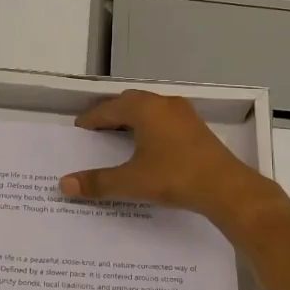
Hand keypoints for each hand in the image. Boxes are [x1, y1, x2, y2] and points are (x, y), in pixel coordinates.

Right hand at [59, 90, 283, 229]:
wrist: (225, 187)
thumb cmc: (174, 177)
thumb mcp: (131, 182)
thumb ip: (97, 182)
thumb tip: (64, 184)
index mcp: (144, 108)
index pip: (108, 109)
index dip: (91, 120)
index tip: (79, 129)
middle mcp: (163, 103)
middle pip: (129, 102)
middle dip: (111, 114)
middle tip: (96, 131)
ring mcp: (183, 113)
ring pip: (149, 109)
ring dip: (132, 119)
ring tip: (118, 137)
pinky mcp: (196, 127)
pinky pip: (164, 118)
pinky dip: (149, 126)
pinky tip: (148, 145)